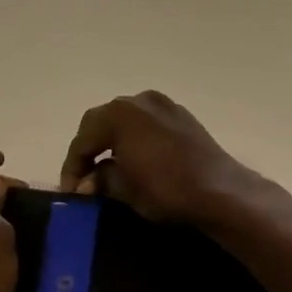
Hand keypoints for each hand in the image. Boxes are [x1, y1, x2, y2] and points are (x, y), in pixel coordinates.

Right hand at [59, 91, 265, 224]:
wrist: (221, 191)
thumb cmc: (166, 189)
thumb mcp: (124, 189)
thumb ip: (101, 179)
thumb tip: (88, 182)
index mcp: (119, 113)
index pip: (83, 138)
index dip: (72, 166)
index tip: (70, 191)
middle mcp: (139, 100)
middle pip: (102, 123)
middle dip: (91, 150)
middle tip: (85, 179)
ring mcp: (164, 105)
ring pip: (126, 122)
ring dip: (113, 143)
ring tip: (108, 170)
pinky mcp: (183, 116)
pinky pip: (148, 125)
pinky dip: (135, 140)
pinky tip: (136, 161)